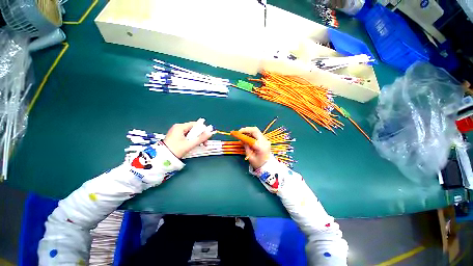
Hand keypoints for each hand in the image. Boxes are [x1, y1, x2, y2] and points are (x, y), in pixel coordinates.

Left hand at [164, 122, 212, 157]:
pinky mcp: (176, 137)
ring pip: (191, 133)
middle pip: (194, 129)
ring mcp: (176, 132)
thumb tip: (210, 132)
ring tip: (199, 145)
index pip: (196, 124)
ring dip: (196, 139)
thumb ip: (201, 138)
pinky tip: (193, 145)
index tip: (206, 138)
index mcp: (180, 127)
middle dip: (200, 136)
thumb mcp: (190, 144)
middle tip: (204, 143)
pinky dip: (191, 140)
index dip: (202, 130)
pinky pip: (187, 136)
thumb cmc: (176, 150)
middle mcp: (178, 127)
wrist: (162, 158)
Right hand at [239, 127, 270, 168]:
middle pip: (255, 130)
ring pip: (256, 130)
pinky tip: (247, 136)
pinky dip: (251, 133)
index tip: (235, 133)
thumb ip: (246, 146)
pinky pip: (257, 133)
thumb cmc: (258, 163)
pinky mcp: (265, 139)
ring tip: (242, 135)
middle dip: (245, 130)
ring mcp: (265, 139)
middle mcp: (264, 141)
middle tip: (239, 132)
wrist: (268, 166)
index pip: (250, 137)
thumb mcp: (250, 156)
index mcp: (260, 147)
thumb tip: (241, 139)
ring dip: (248, 131)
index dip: (242, 134)